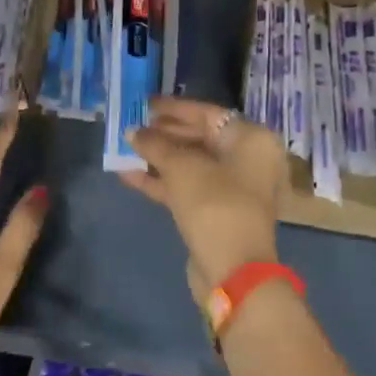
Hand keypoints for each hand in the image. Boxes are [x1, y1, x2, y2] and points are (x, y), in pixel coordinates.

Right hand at [118, 98, 283, 304]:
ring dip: (158, 158)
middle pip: (199, 138)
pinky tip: (128, 175)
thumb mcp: (181, 167)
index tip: (144, 104)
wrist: (233, 271)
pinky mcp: (216, 212)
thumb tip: (133, 132)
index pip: (207, 114)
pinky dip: (161, 181)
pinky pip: (187, 187)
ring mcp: (233, 188)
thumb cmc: (214, 204)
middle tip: (131, 126)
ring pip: (190, 165)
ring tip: (124, 148)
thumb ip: (155, 144)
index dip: (174, 108)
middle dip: (163, 134)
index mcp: (250, 139)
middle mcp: (247, 160)